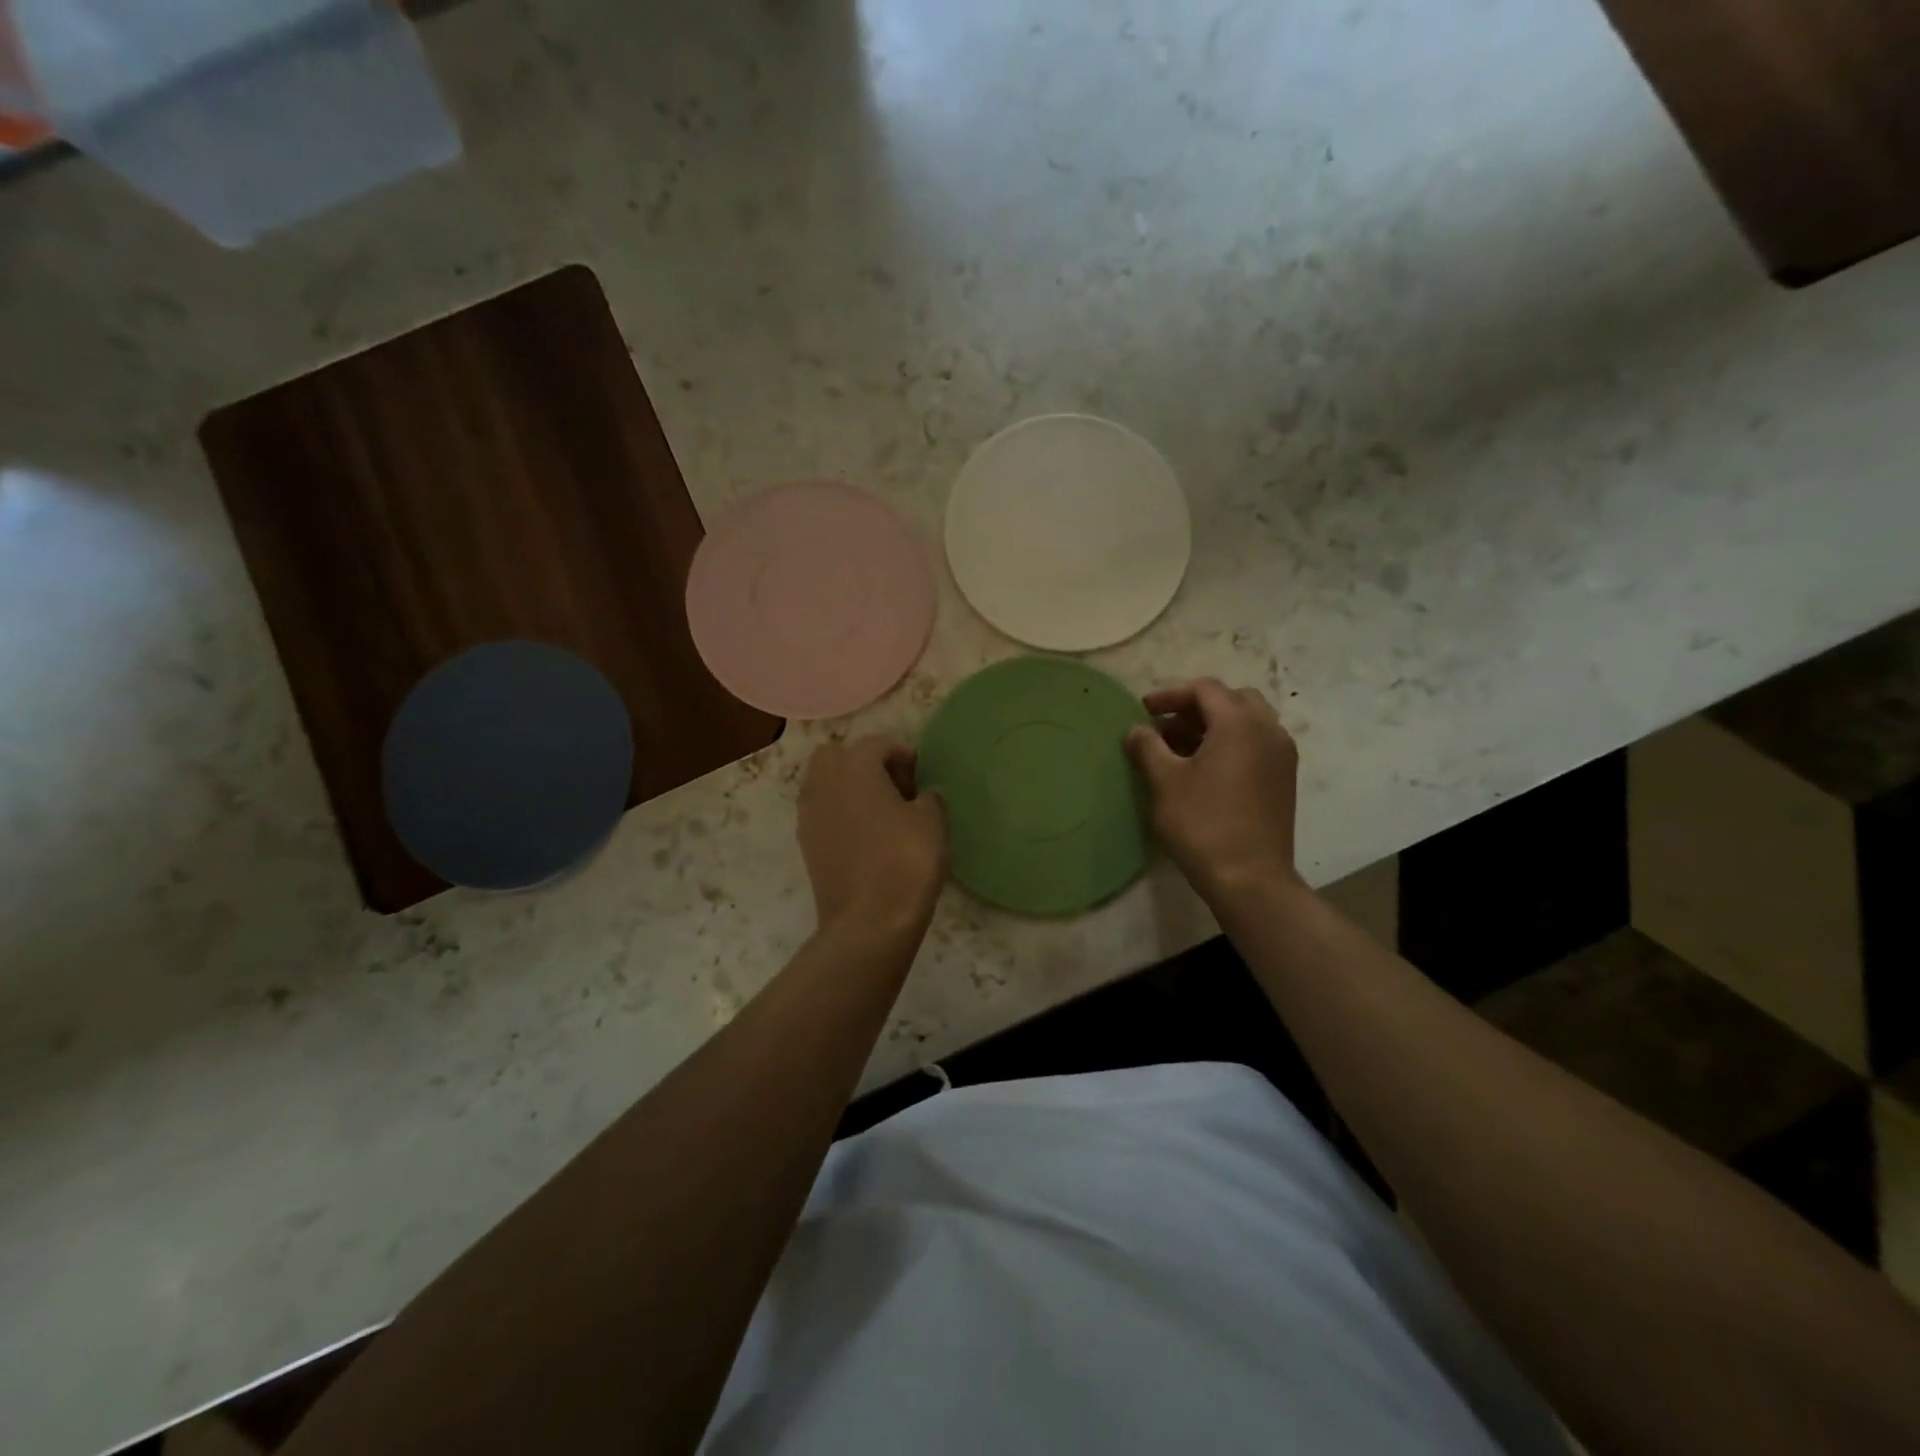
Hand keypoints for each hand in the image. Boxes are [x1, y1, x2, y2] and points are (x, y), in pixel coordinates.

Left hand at [797, 736, 947, 935]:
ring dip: (848, 787)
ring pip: (824, 783)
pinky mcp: (805, 844)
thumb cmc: (905, 861)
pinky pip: (821, 812)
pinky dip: (839, 813)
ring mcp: (808, 814)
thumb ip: (930, 797)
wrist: (869, 921)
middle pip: (837, 755)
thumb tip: (923, 795)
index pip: (877, 744)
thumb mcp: (933, 822)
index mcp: (854, 766)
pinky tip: (865, 836)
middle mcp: (823, 783)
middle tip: (893, 785)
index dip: (903, 754)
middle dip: (863, 762)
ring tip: (880, 811)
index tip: (921, 775)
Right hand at [1126, 679, 1302, 901]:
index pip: (1204, 689)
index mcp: (1239, 723)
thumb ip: (1147, 747)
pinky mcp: (1284, 779)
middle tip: (1165, 727)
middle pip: (1231, 699)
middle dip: (1196, 707)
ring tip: (1181, 750)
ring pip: (1247, 722)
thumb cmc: (1202, 823)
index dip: (1170, 694)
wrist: (1250, 878)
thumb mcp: (1165, 782)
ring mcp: (1281, 755)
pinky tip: (1206, 770)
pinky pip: (1257, 744)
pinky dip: (1231, 743)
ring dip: (1214, 726)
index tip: (1143, 710)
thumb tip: (1136, 730)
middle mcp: (1268, 730)